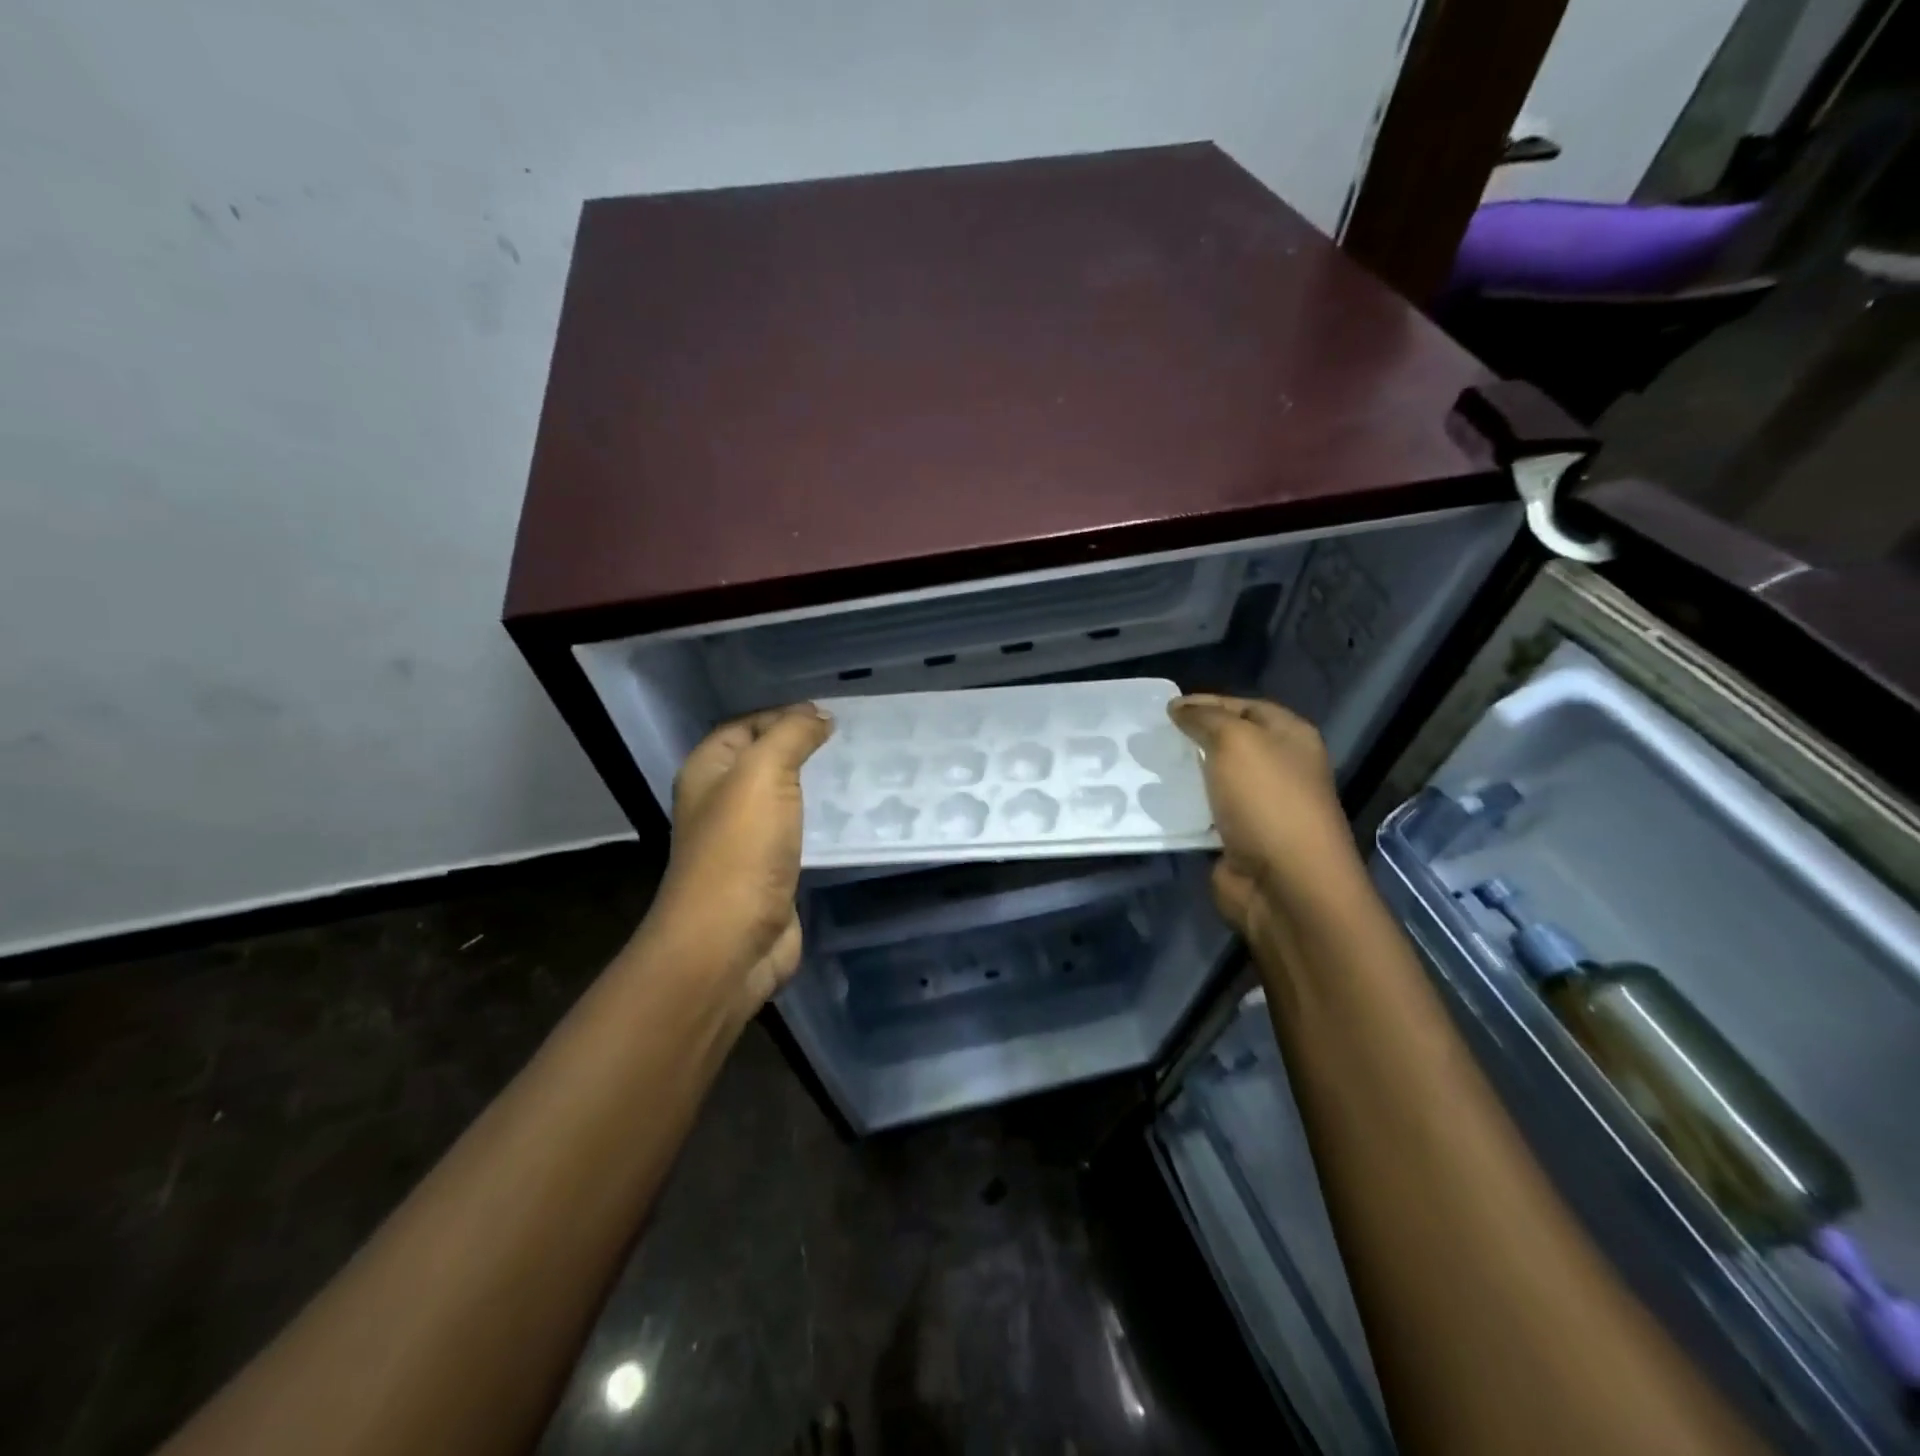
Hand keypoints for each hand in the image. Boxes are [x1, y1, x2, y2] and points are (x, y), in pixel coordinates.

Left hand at [641, 704, 832, 1016]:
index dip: (782, 715)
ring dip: (814, 784)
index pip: (745, 726)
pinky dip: (820, 820)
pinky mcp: (770, 872)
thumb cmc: (740, 850)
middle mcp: (721, 802)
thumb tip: (819, 716)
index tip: (830, 715)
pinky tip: (850, 816)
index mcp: (707, 772)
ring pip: (782, 798)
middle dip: (802, 747)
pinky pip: (798, 833)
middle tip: (851, 740)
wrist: (729, 942)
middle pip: (763, 760)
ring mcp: (745, 840)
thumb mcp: (763, 774)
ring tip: (858, 770)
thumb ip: (791, 736)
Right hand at [1168, 694, 1363, 942]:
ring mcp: (1260, 806)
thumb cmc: (1267, 800)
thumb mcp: (1236, 741)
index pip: (1245, 707)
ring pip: (1214, 778)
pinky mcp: (1238, 838)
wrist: (1284, 884)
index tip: (1166, 709)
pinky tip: (1153, 801)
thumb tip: (1179, 708)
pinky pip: (1204, 813)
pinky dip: (1182, 807)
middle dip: (1192, 738)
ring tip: (1145, 765)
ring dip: (1183, 773)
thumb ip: (1205, 718)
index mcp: (1291, 737)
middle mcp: (1280, 768)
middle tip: (1150, 736)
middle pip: (1230, 742)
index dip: (1208, 703)